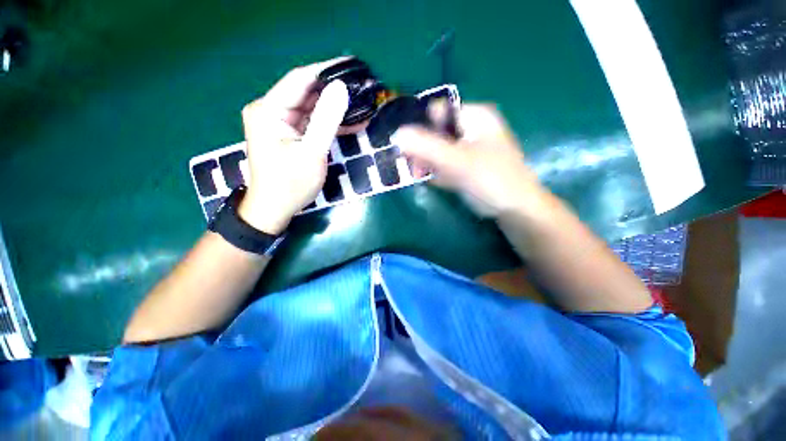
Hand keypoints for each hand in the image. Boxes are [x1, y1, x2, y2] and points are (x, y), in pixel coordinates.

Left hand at [237, 58, 366, 234]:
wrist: (274, 208)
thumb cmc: (290, 184)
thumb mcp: (312, 152)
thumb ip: (326, 120)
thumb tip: (341, 89)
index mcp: (268, 110)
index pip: (300, 79)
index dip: (327, 70)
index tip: (352, 65)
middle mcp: (270, 110)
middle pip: (306, 92)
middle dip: (334, 90)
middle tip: (361, 87)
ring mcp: (279, 122)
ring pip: (311, 107)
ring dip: (335, 108)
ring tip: (361, 103)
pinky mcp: (288, 133)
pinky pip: (310, 121)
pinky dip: (329, 122)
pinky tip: (350, 121)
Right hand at [392, 104, 544, 217]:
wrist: (515, 209)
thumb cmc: (492, 180)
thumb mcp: (458, 161)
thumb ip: (427, 147)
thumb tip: (396, 134)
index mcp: (474, 117)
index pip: (437, 112)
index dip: (420, 128)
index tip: (410, 150)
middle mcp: (470, 128)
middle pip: (435, 132)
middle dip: (423, 151)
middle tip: (417, 169)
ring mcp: (467, 148)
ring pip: (437, 150)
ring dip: (428, 164)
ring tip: (427, 178)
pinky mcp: (465, 164)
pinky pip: (444, 163)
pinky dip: (437, 172)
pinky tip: (439, 182)